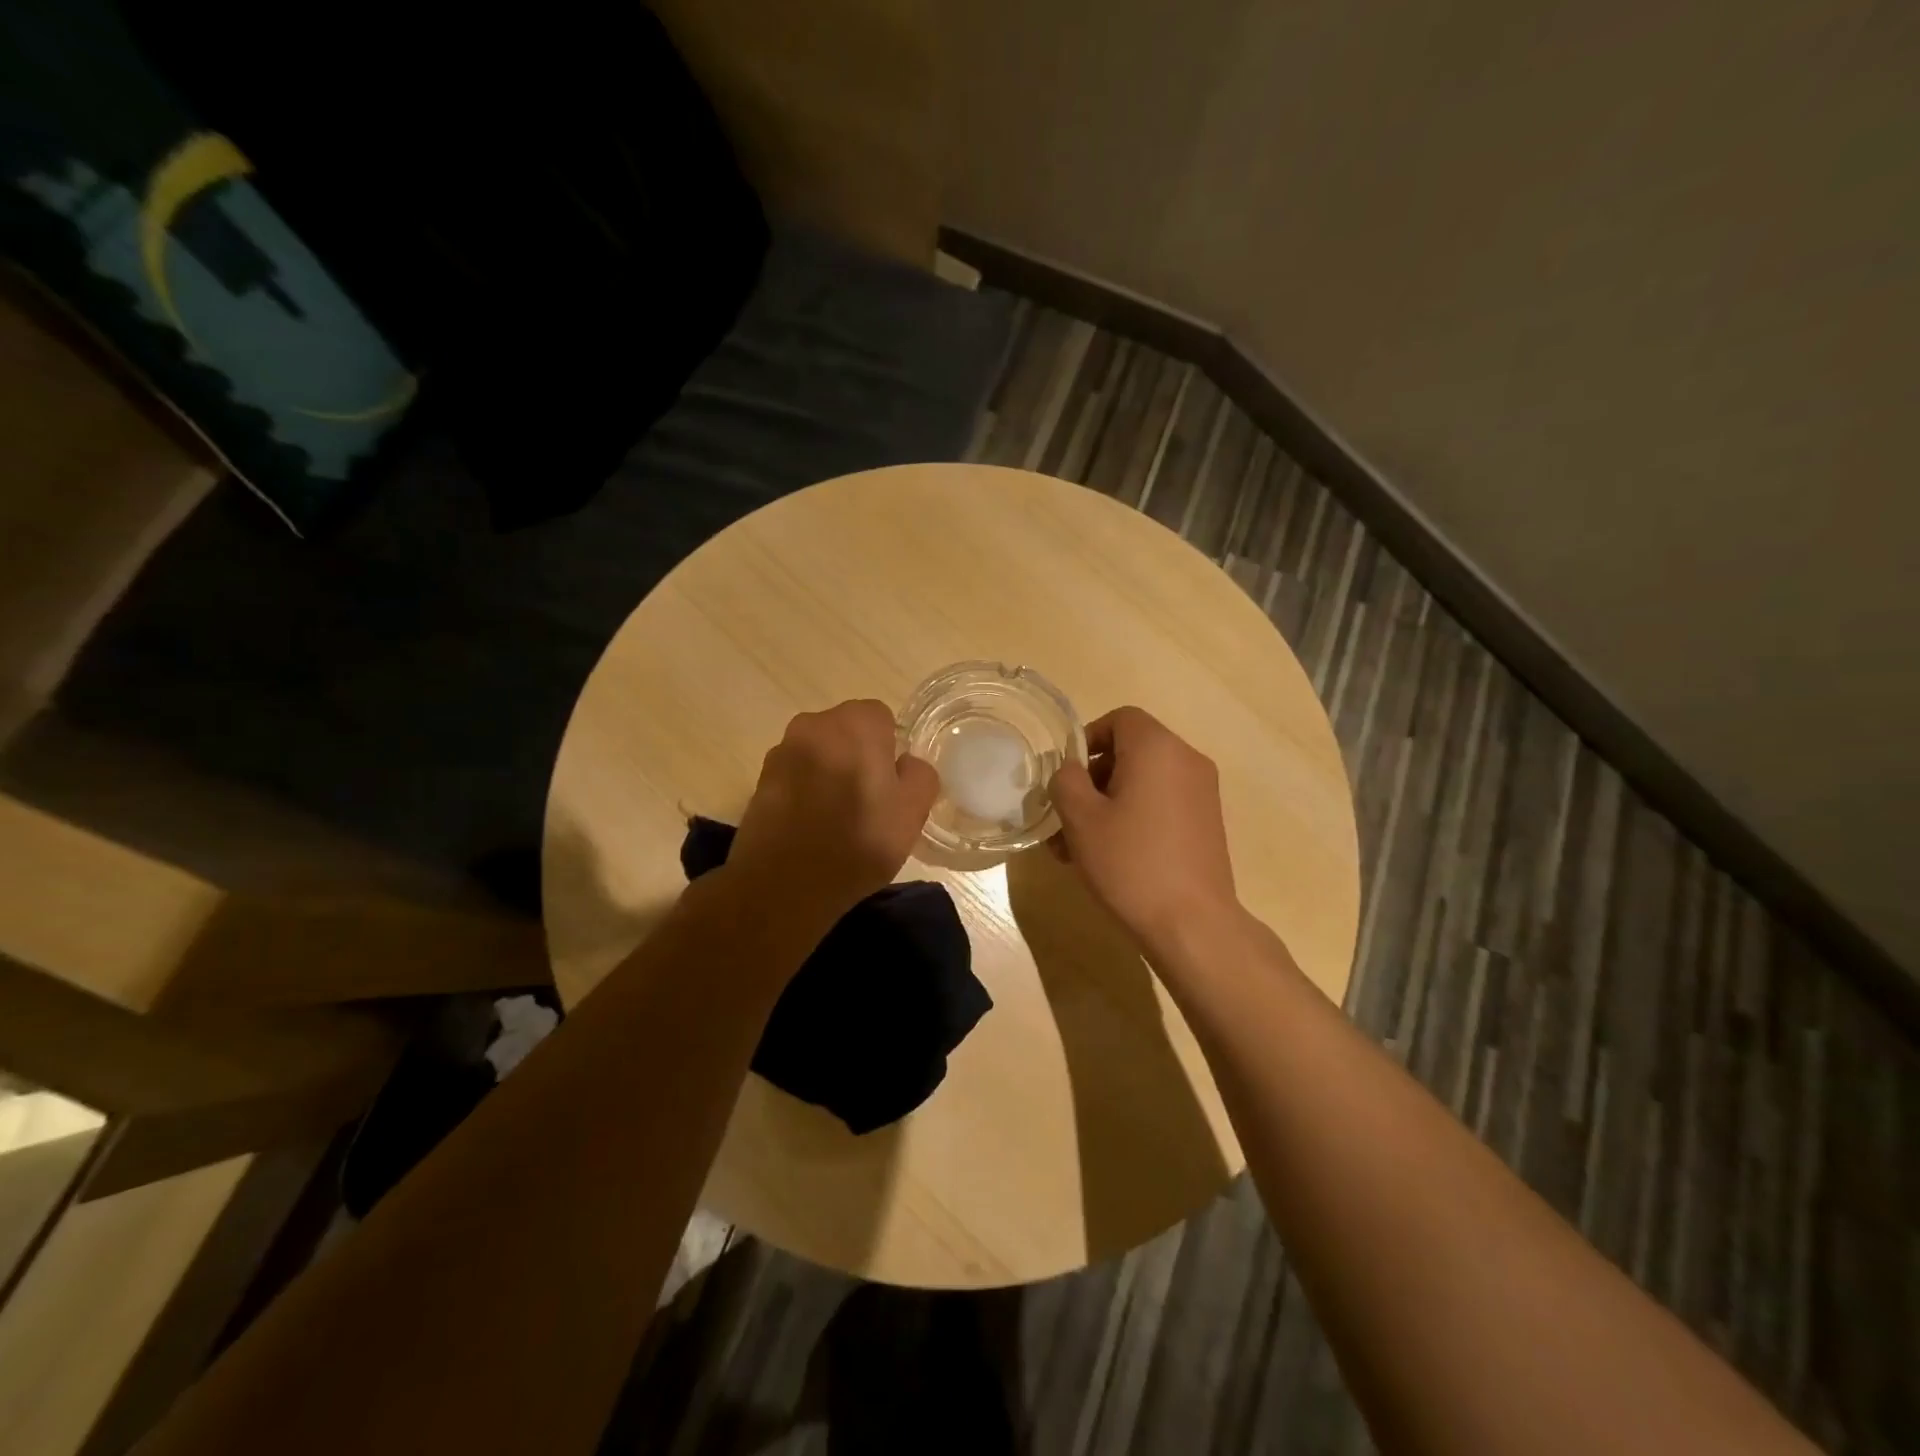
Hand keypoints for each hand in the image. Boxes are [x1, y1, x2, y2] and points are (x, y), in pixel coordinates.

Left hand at [727, 700, 939, 927]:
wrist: (783, 884)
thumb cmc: (858, 843)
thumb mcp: (912, 812)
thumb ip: (920, 775)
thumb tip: (905, 763)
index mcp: (855, 723)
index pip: (882, 719)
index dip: (890, 752)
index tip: (890, 787)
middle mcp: (814, 724)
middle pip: (847, 733)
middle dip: (858, 758)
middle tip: (868, 803)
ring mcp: (781, 751)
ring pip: (819, 754)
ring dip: (829, 774)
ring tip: (836, 820)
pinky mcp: (759, 780)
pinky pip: (795, 776)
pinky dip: (805, 792)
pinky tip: (810, 827)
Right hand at [1048, 706, 1239, 947]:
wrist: (1192, 924)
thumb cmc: (1130, 863)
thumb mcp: (1081, 819)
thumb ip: (1066, 781)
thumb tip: (1071, 771)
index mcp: (1158, 748)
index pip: (1120, 719)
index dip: (1087, 739)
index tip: (1066, 776)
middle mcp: (1186, 761)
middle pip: (1131, 752)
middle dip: (1092, 780)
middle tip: (1065, 818)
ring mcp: (1202, 793)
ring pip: (1143, 782)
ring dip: (1107, 804)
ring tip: (1077, 847)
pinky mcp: (1206, 823)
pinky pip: (1161, 804)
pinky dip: (1134, 817)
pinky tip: (1109, 856)